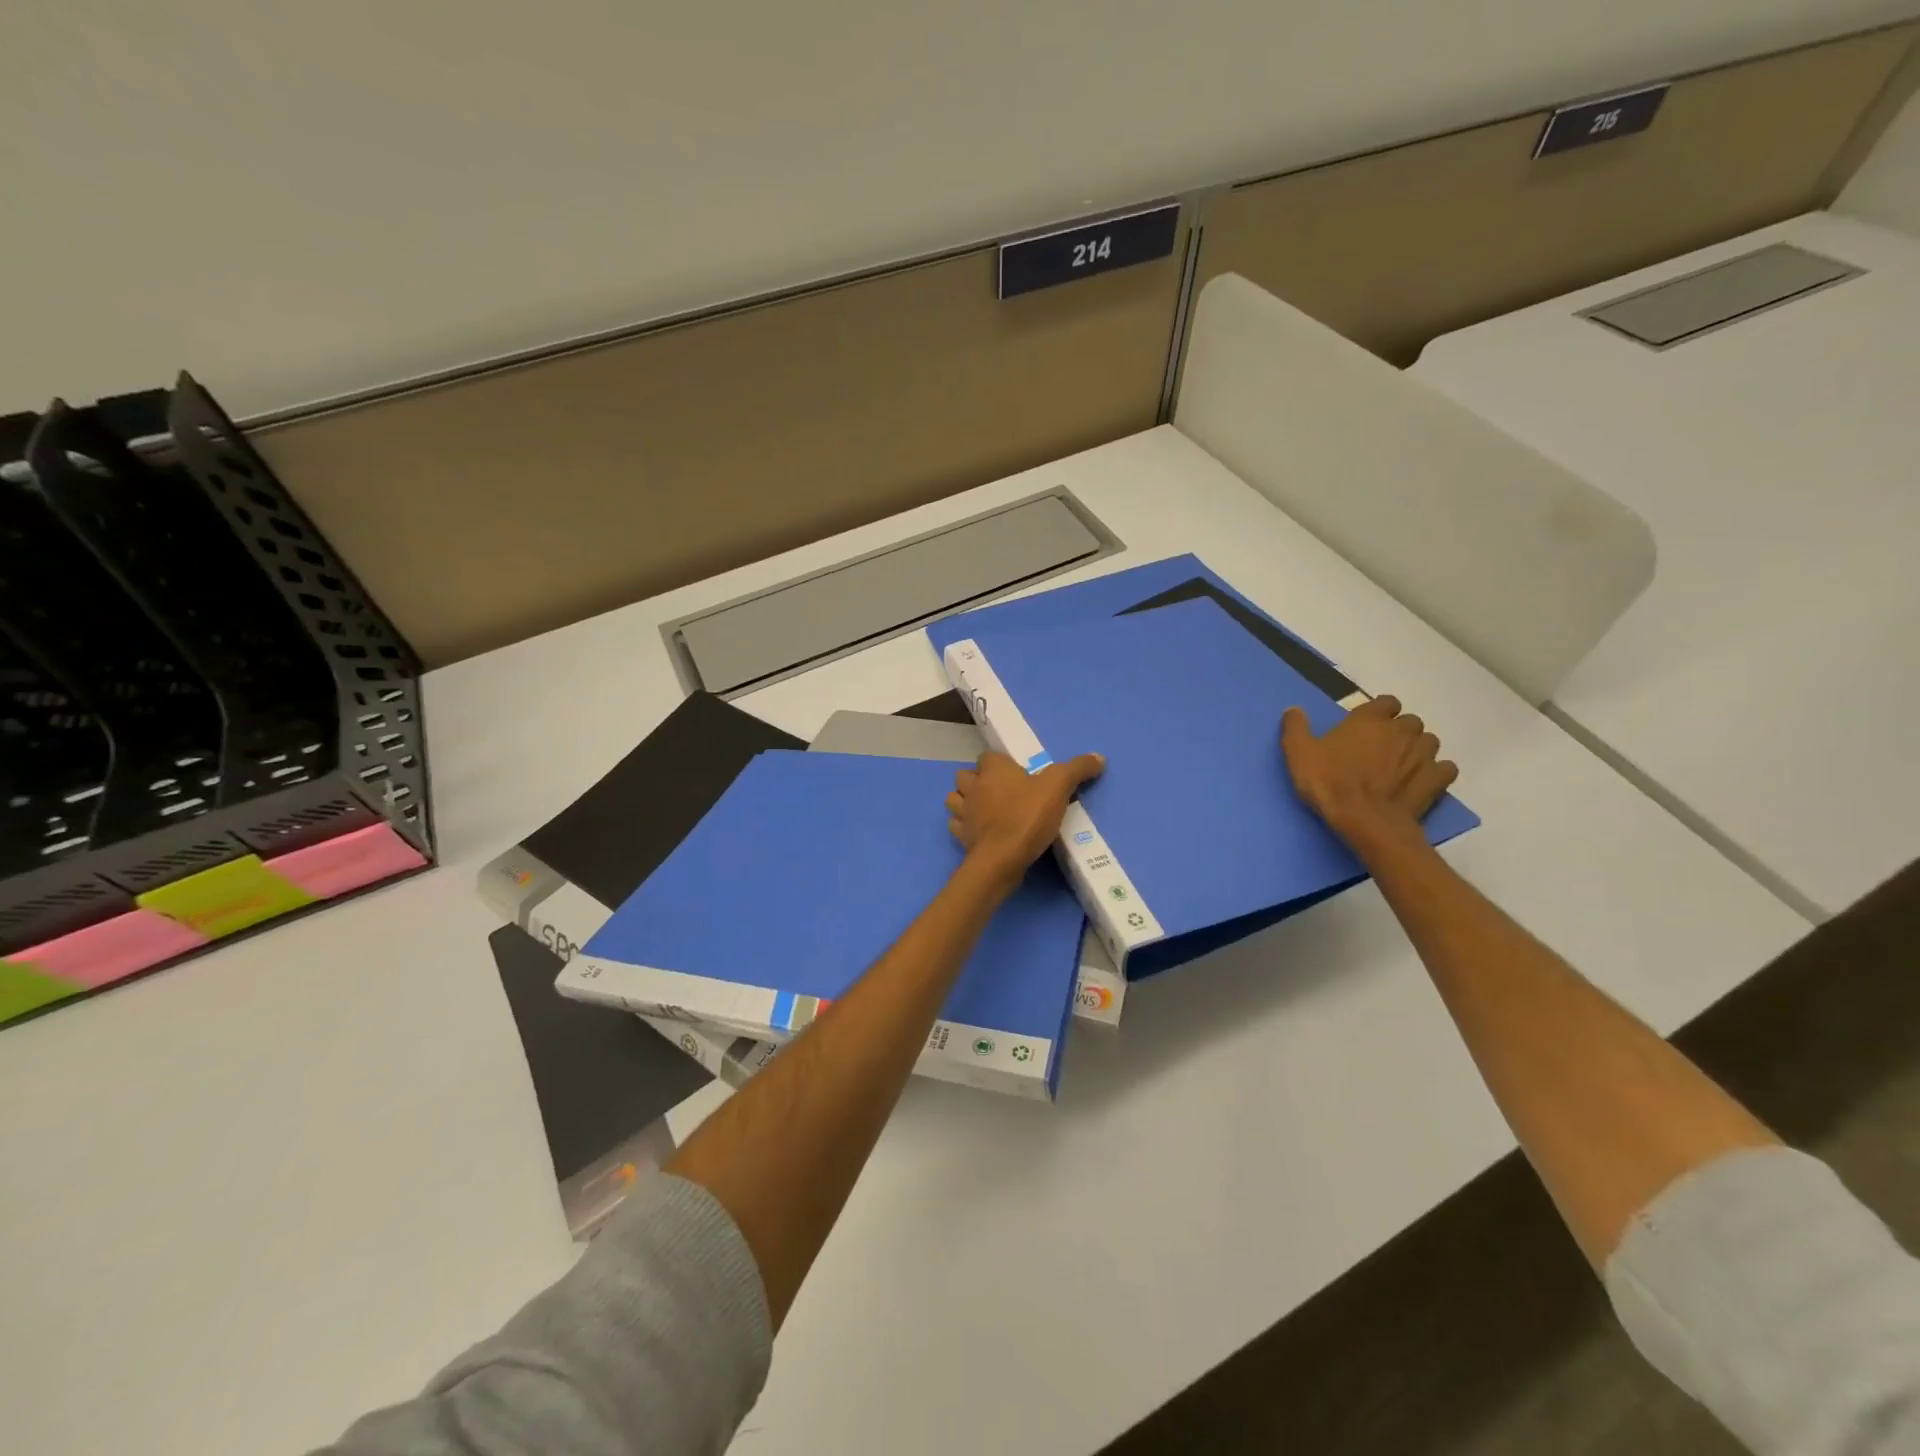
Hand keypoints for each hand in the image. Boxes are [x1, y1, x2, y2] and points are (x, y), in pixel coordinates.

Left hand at [946, 751, 1104, 886]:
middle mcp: (972, 787)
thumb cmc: (1028, 816)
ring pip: (955, 799)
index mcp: (993, 770)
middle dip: (977, 781)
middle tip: (1000, 792)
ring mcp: (963, 813)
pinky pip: (956, 825)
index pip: (988, 757)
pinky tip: (979, 831)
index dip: (1000, 764)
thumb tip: (1099, 757)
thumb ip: (1077, 769)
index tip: (1016, 775)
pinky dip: (964, 826)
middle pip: (966, 776)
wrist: (1002, 859)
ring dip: (965, 801)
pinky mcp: (961, 837)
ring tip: (984, 809)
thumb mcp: (1059, 788)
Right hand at [1280, 695, 1456, 844]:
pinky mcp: (1437, 779)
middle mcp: (1401, 730)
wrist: (1365, 821)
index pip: (1386, 702)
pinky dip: (1436, 771)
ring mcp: (1423, 754)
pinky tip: (1422, 780)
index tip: (1367, 725)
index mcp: (1370, 719)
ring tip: (1401, 765)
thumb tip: (1293, 710)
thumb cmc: (1329, 782)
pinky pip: (1445, 768)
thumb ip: (1296, 728)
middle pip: (1410, 721)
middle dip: (1400, 731)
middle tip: (1382, 748)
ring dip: (1418, 749)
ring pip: (1429, 742)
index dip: (1379, 712)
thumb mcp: (1299, 754)